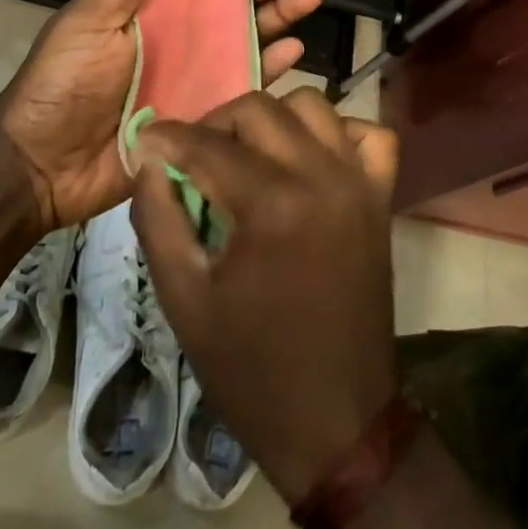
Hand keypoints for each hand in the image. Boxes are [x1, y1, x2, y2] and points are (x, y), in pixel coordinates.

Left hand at [0, 0, 326, 233]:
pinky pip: (246, 85)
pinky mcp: (205, 111)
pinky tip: (295, 51)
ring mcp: (195, 72)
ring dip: (279, 15)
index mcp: (149, 4)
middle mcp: (178, 32)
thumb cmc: (62, 82)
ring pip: (248, 36)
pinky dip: (273, 67)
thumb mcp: (88, 21)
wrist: (43, 165)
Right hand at [131, 88, 401, 503]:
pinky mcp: (381, 197)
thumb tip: (147, 159)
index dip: (168, 138)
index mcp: (272, 204)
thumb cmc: (252, 368)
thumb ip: (158, 219)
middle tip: (194, 156)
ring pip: (312, 105)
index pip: (208, 144)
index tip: (146, 140)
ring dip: (272, 119)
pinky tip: (310, 158)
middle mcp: (321, 176)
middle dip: (216, 123)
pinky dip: (337, 132)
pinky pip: (368, 134)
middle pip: (259, 109)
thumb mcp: (184, 301)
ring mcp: (359, 182)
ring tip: (248, 153)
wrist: (336, 423)